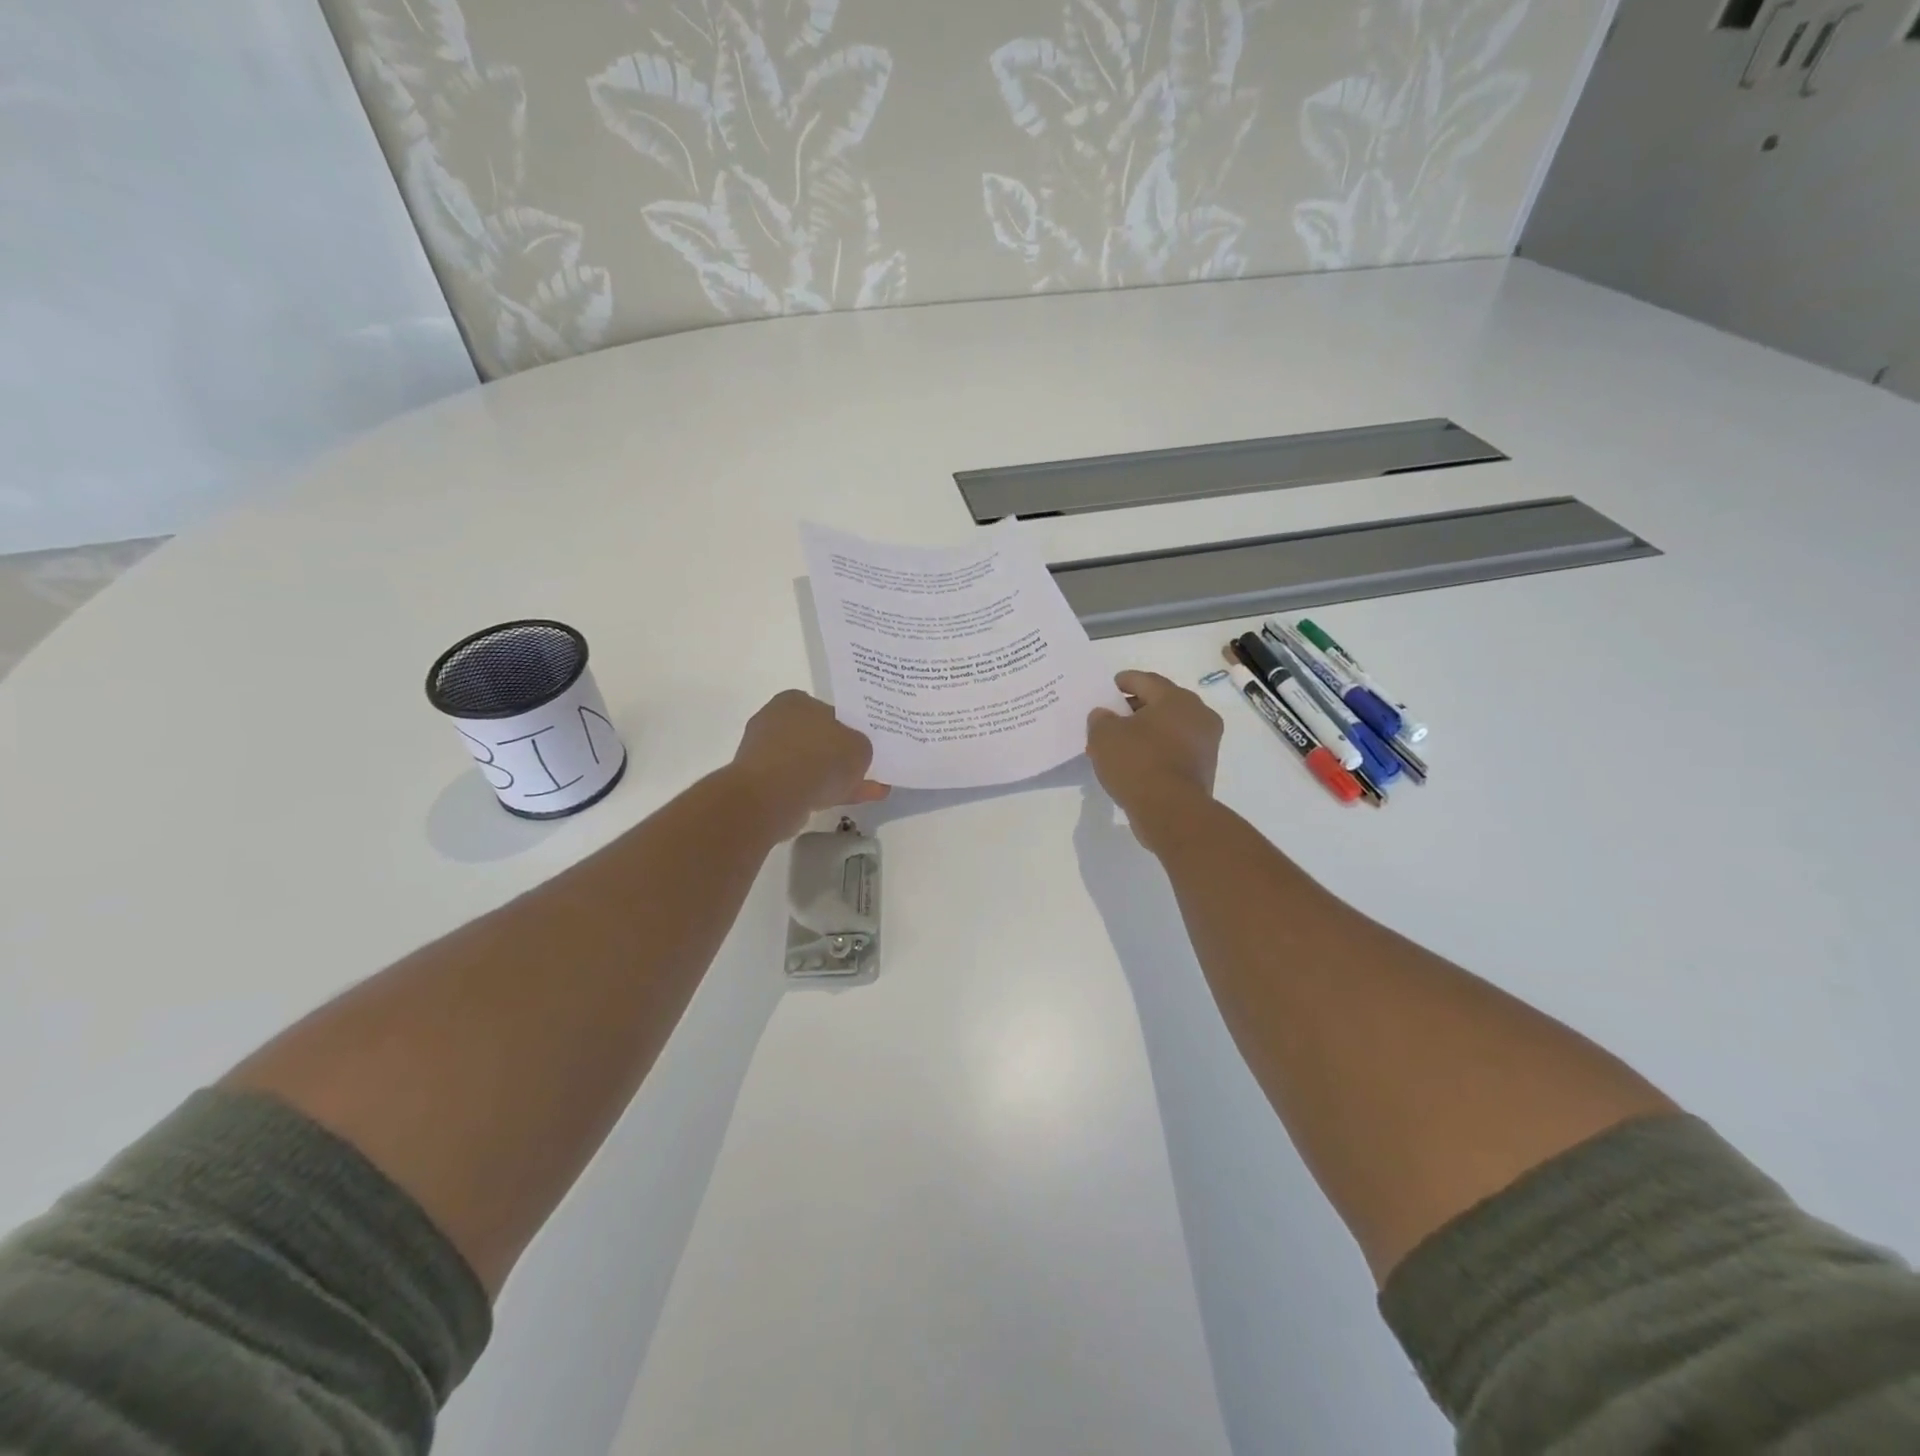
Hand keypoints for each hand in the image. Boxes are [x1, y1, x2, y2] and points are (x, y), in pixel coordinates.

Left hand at [730, 690, 889, 838]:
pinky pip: (801, 785)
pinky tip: (848, 802)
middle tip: (866, 770)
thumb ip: (860, 746)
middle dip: (842, 757)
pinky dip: (823, 792)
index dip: (848, 729)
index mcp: (795, 701)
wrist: (773, 797)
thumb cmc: (819, 757)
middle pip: (818, 740)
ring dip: (836, 778)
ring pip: (811, 766)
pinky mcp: (761, 784)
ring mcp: (765, 755)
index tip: (862, 747)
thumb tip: (854, 753)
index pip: (827, 712)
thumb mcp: (859, 747)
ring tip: (868, 793)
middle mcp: (775, 722)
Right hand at [1086, 671, 1222, 850]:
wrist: (1171, 812)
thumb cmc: (1138, 762)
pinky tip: (1134, 762)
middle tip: (1110, 717)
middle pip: (1160, 704)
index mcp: (1176, 698)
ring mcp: (1205, 744)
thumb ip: (1100, 718)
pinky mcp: (1204, 769)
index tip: (1110, 686)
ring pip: (1168, 729)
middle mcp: (1198, 715)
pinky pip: (1174, 751)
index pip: (1146, 681)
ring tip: (1118, 743)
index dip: (1125, 681)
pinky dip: (1155, 751)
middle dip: (1134, 709)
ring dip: (1144, 732)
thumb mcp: (1104, 735)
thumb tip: (1105, 715)